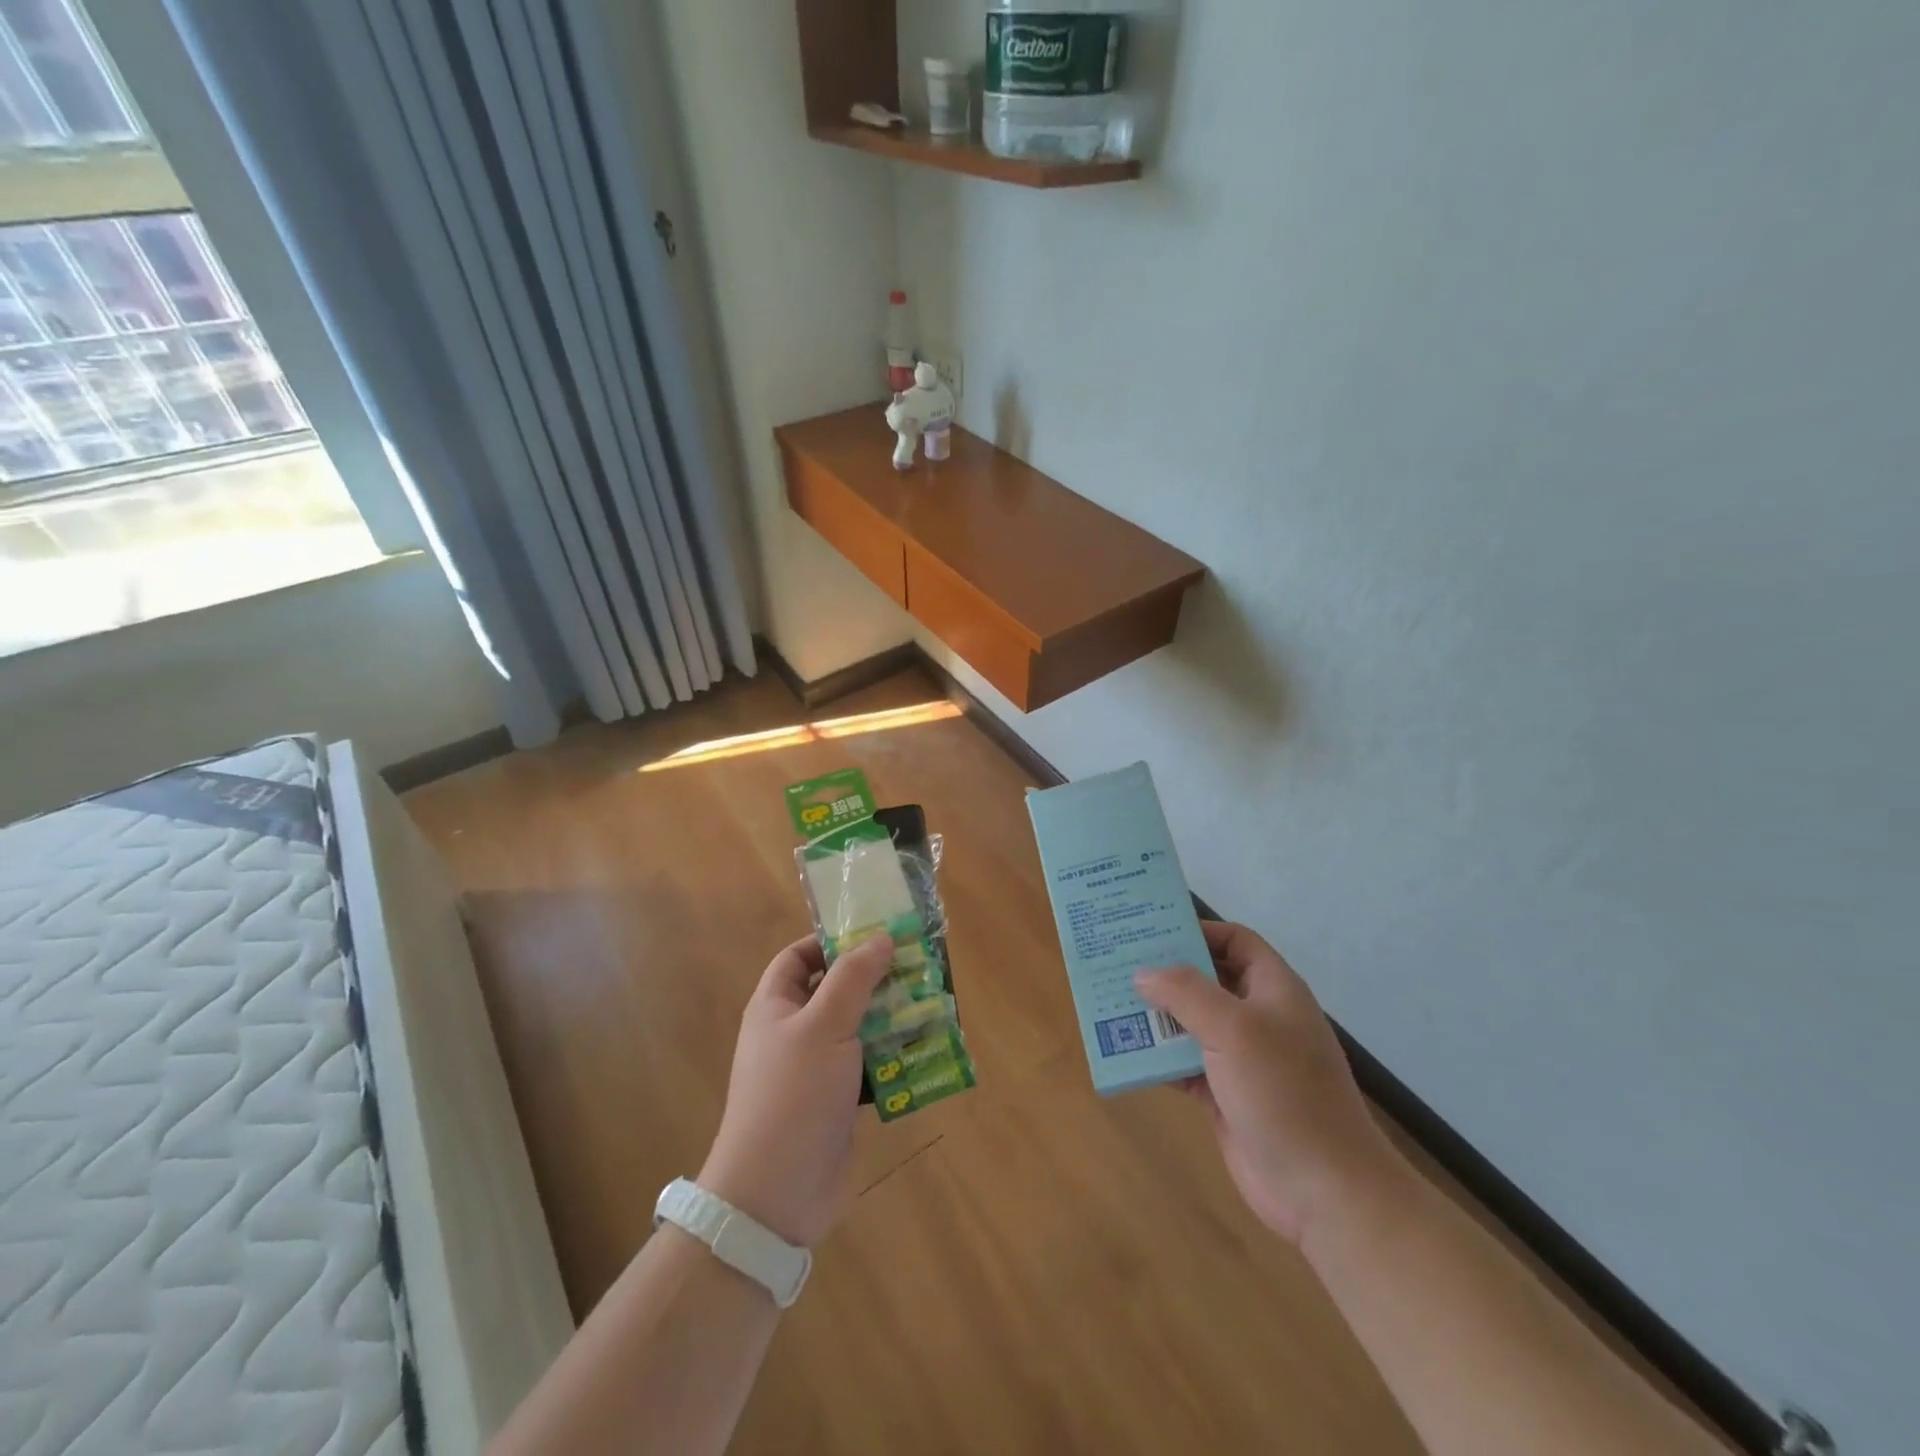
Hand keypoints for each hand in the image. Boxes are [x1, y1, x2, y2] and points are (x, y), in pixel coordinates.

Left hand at [698, 935, 895, 1247]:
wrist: (776, 1194)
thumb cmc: (793, 1095)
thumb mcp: (824, 1025)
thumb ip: (853, 978)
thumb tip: (881, 937)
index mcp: (775, 1006)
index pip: (798, 957)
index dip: (831, 941)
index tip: (874, 934)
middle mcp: (793, 1032)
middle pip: (835, 990)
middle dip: (874, 978)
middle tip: (917, 965)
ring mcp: (816, 1069)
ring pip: (857, 1028)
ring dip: (891, 1017)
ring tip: (931, 1002)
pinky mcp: (837, 1101)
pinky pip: (869, 1065)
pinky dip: (894, 1056)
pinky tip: (926, 1049)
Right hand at [1136, 922, 1399, 1244]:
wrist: (1324, 1190)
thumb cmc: (1284, 1092)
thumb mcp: (1234, 1029)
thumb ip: (1185, 993)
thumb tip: (1143, 973)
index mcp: (1272, 989)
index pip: (1235, 941)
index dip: (1198, 931)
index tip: (1152, 931)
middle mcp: (1258, 1017)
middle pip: (1206, 980)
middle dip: (1165, 973)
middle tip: (1118, 963)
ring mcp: (1242, 1058)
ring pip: (1190, 1023)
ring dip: (1155, 1016)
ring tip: (1110, 1003)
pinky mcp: (1225, 1095)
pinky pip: (1184, 1064)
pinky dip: (1158, 1058)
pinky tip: (1125, 1052)